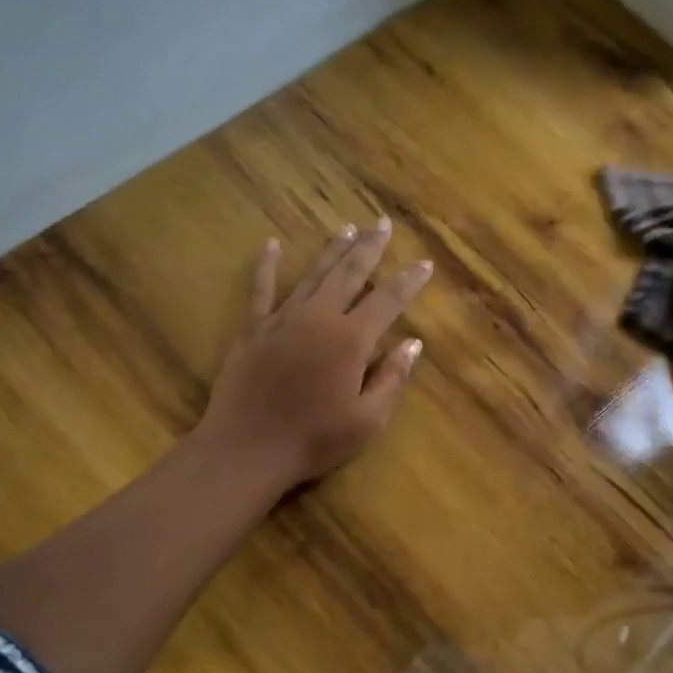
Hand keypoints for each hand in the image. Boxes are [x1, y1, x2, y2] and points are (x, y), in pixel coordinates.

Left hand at [195, 218, 432, 489]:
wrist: (247, 450)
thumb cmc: (314, 440)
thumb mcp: (368, 421)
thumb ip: (392, 378)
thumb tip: (413, 343)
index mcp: (351, 340)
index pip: (388, 301)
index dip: (409, 281)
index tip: (424, 263)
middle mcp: (318, 318)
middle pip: (349, 273)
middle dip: (369, 248)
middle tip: (383, 223)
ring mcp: (282, 320)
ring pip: (312, 274)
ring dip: (332, 249)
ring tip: (348, 227)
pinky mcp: (253, 330)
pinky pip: (262, 289)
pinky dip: (268, 266)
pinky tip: (272, 245)